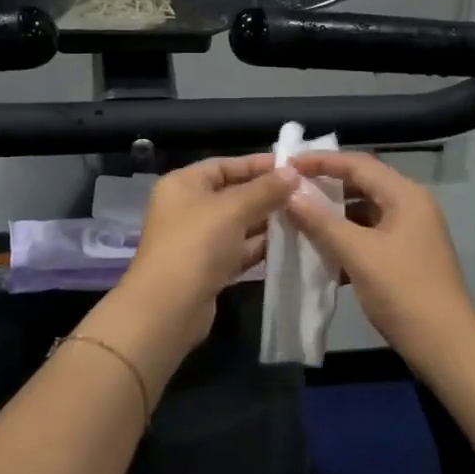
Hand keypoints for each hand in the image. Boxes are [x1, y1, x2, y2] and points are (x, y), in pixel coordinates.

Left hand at [81, 155, 297, 385]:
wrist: (169, 308)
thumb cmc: (197, 245)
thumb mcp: (233, 209)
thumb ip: (265, 189)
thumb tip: (293, 172)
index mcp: (183, 184)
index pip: (225, 165)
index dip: (258, 164)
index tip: (293, 167)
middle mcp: (188, 208)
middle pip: (233, 194)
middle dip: (267, 194)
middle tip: (305, 193)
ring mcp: (197, 240)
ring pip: (238, 224)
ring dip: (267, 221)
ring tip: (304, 217)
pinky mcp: (208, 268)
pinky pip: (239, 249)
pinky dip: (259, 247)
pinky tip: (288, 244)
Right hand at [286, 152, 474, 368]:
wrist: (445, 346)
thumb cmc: (403, 291)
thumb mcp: (358, 253)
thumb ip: (321, 221)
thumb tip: (290, 194)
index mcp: (405, 195)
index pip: (358, 164)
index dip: (321, 161)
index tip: (287, 165)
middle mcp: (412, 206)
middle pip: (363, 184)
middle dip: (326, 187)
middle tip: (290, 191)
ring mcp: (412, 232)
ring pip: (365, 212)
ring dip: (334, 215)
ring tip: (299, 220)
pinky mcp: (407, 257)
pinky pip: (371, 235)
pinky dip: (347, 238)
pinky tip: (322, 252)